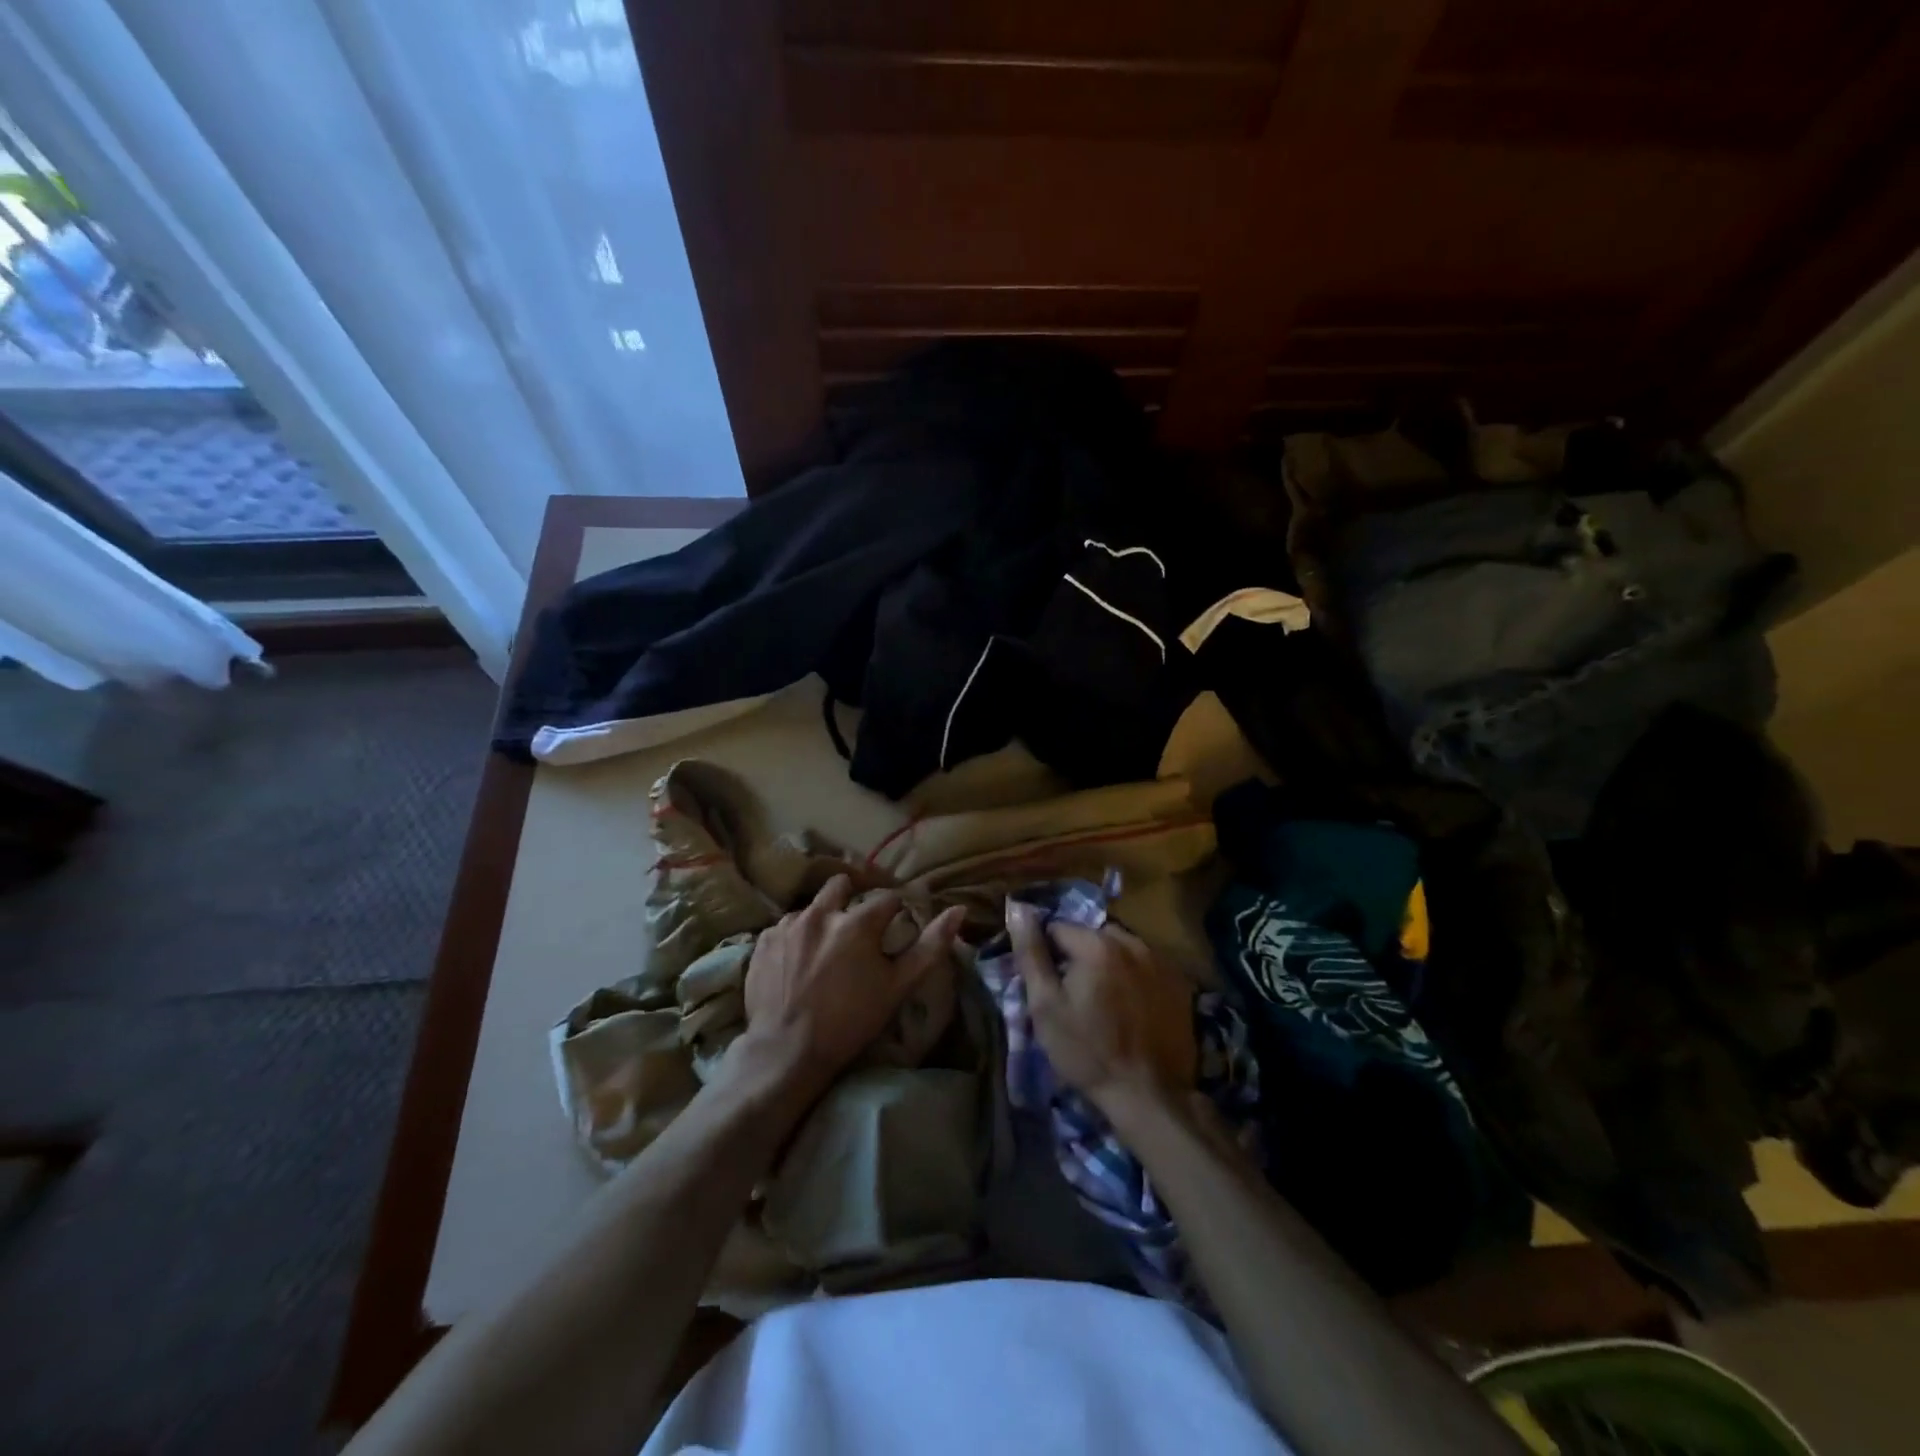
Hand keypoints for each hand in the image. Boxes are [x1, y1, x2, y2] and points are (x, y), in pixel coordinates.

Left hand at [736, 874, 963, 1097]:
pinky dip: (796, 937)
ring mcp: (787, 925)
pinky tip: (799, 961)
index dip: (896, 910)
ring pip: (812, 906)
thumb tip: (957, 910)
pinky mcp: (763, 941)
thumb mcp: (898, 987)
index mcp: (857, 922)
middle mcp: (820, 913)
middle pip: (842, 884)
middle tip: (858, 925)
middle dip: (853, 896)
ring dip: (822, 918)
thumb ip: (930, 946)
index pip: (887, 898)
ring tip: (825, 948)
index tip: (896, 924)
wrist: (786, 1052)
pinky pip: (785, 927)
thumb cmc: (850, 1021)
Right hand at [1007, 902, 1196, 1118]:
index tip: (1049, 985)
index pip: (1058, 928)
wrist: (1148, 1095)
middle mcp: (1132, 941)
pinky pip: (1146, 965)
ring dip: (1109, 963)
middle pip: (1092, 935)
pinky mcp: (1179, 982)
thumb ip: (1031, 953)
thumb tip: (1017, 907)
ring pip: (1121, 948)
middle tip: (1075, 995)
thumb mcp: (1045, 1005)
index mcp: (1097, 944)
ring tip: (1104, 1002)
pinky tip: (1131, 1008)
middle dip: (1079, 956)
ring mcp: (1160, 961)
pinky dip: (1135, 976)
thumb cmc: (1087, 1050)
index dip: (1047, 955)